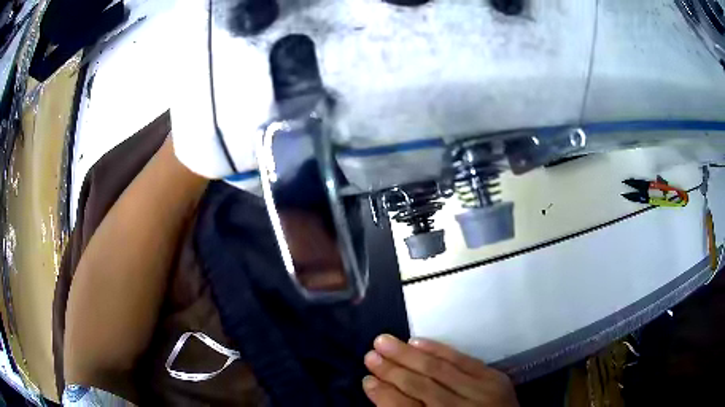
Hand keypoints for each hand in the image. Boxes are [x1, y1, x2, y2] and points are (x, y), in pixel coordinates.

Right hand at [362, 335, 518, 406]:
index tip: (367, 379)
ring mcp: (482, 393)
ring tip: (384, 341)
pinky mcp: (495, 379)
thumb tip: (383, 390)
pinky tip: (418, 341)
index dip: (384, 394)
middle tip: (370, 354)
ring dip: (408, 355)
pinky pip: (464, 360)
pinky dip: (439, 350)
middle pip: (421, 386)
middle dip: (392, 370)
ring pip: (439, 370)